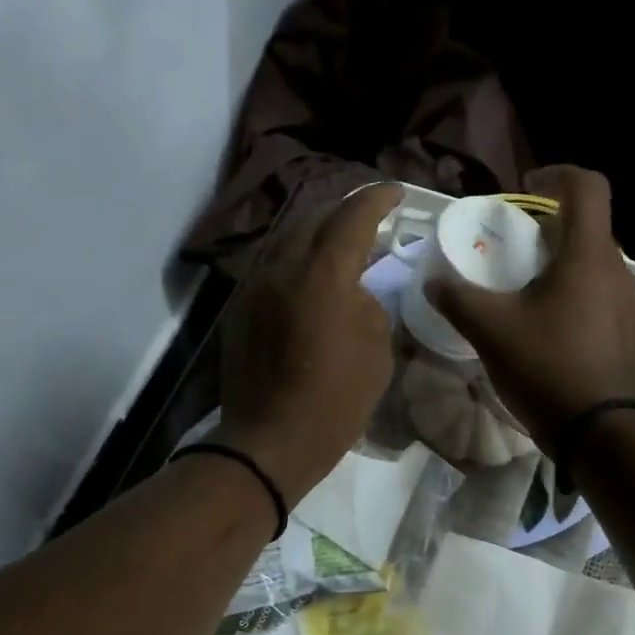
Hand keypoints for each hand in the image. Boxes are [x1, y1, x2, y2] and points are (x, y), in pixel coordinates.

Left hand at [212, 183, 402, 504]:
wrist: (270, 442)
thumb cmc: (335, 402)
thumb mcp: (376, 352)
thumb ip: (370, 307)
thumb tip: (355, 292)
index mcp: (323, 274)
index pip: (352, 215)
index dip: (377, 198)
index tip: (395, 193)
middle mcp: (282, 267)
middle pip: (314, 217)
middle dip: (344, 211)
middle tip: (368, 217)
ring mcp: (254, 285)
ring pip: (287, 238)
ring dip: (316, 233)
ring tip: (338, 242)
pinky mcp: (239, 307)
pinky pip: (271, 265)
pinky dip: (295, 259)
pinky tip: (309, 276)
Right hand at [425, 166, 634, 449]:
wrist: (603, 433)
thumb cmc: (548, 368)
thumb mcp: (491, 331)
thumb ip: (457, 298)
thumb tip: (432, 281)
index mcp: (588, 256)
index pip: (587, 187)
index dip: (556, 175)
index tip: (525, 188)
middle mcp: (618, 271)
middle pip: (587, 228)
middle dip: (549, 227)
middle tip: (512, 247)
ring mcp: (628, 304)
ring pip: (593, 264)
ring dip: (559, 263)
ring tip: (523, 290)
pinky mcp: (628, 333)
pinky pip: (599, 295)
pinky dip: (572, 294)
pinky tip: (545, 328)